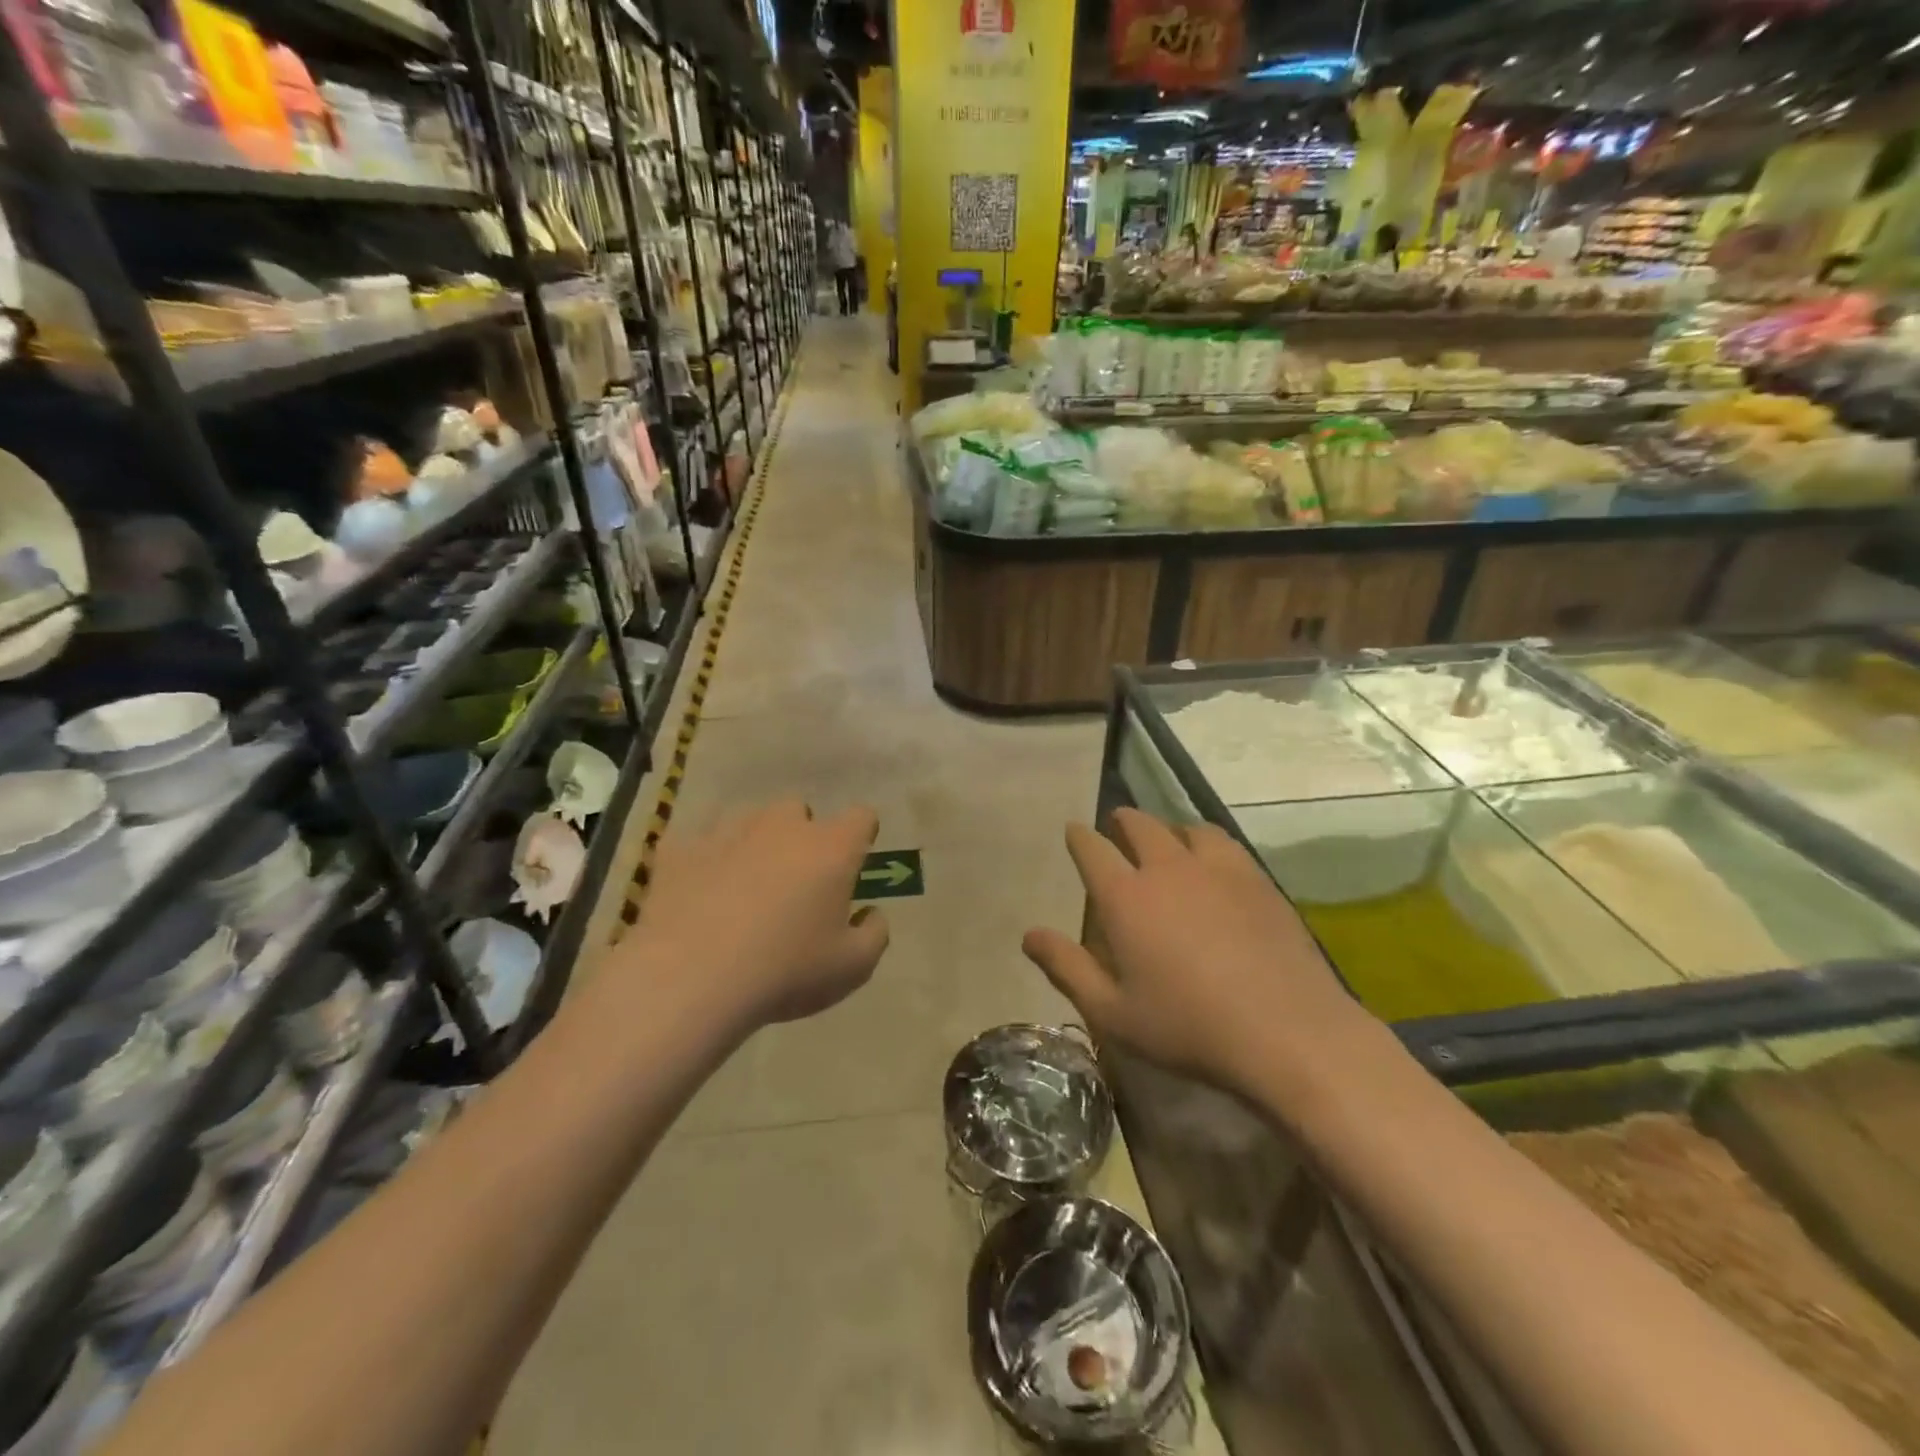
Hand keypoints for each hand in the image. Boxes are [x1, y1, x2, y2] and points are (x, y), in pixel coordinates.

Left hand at [624, 799, 889, 1031]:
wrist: (691, 979)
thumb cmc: (785, 971)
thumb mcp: (852, 968)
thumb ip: (874, 934)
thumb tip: (870, 913)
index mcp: (831, 849)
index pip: (860, 817)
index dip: (861, 834)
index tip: (853, 860)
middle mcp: (782, 826)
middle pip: (798, 809)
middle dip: (800, 834)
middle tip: (794, 879)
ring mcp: (727, 832)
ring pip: (747, 819)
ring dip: (752, 842)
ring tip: (743, 885)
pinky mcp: (680, 850)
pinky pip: (698, 844)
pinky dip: (704, 861)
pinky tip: (698, 894)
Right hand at [1023, 809, 1365, 1098]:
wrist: (1286, 1031)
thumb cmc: (1188, 1027)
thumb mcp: (1112, 1011)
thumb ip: (1067, 968)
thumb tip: (1028, 935)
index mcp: (1125, 897)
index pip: (1092, 849)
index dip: (1079, 837)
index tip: (1074, 831)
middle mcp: (1167, 868)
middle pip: (1139, 825)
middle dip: (1122, 821)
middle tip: (1117, 826)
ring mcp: (1217, 869)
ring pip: (1185, 828)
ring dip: (1168, 829)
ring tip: (1167, 841)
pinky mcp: (1256, 879)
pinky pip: (1224, 843)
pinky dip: (1206, 842)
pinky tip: (1213, 863)